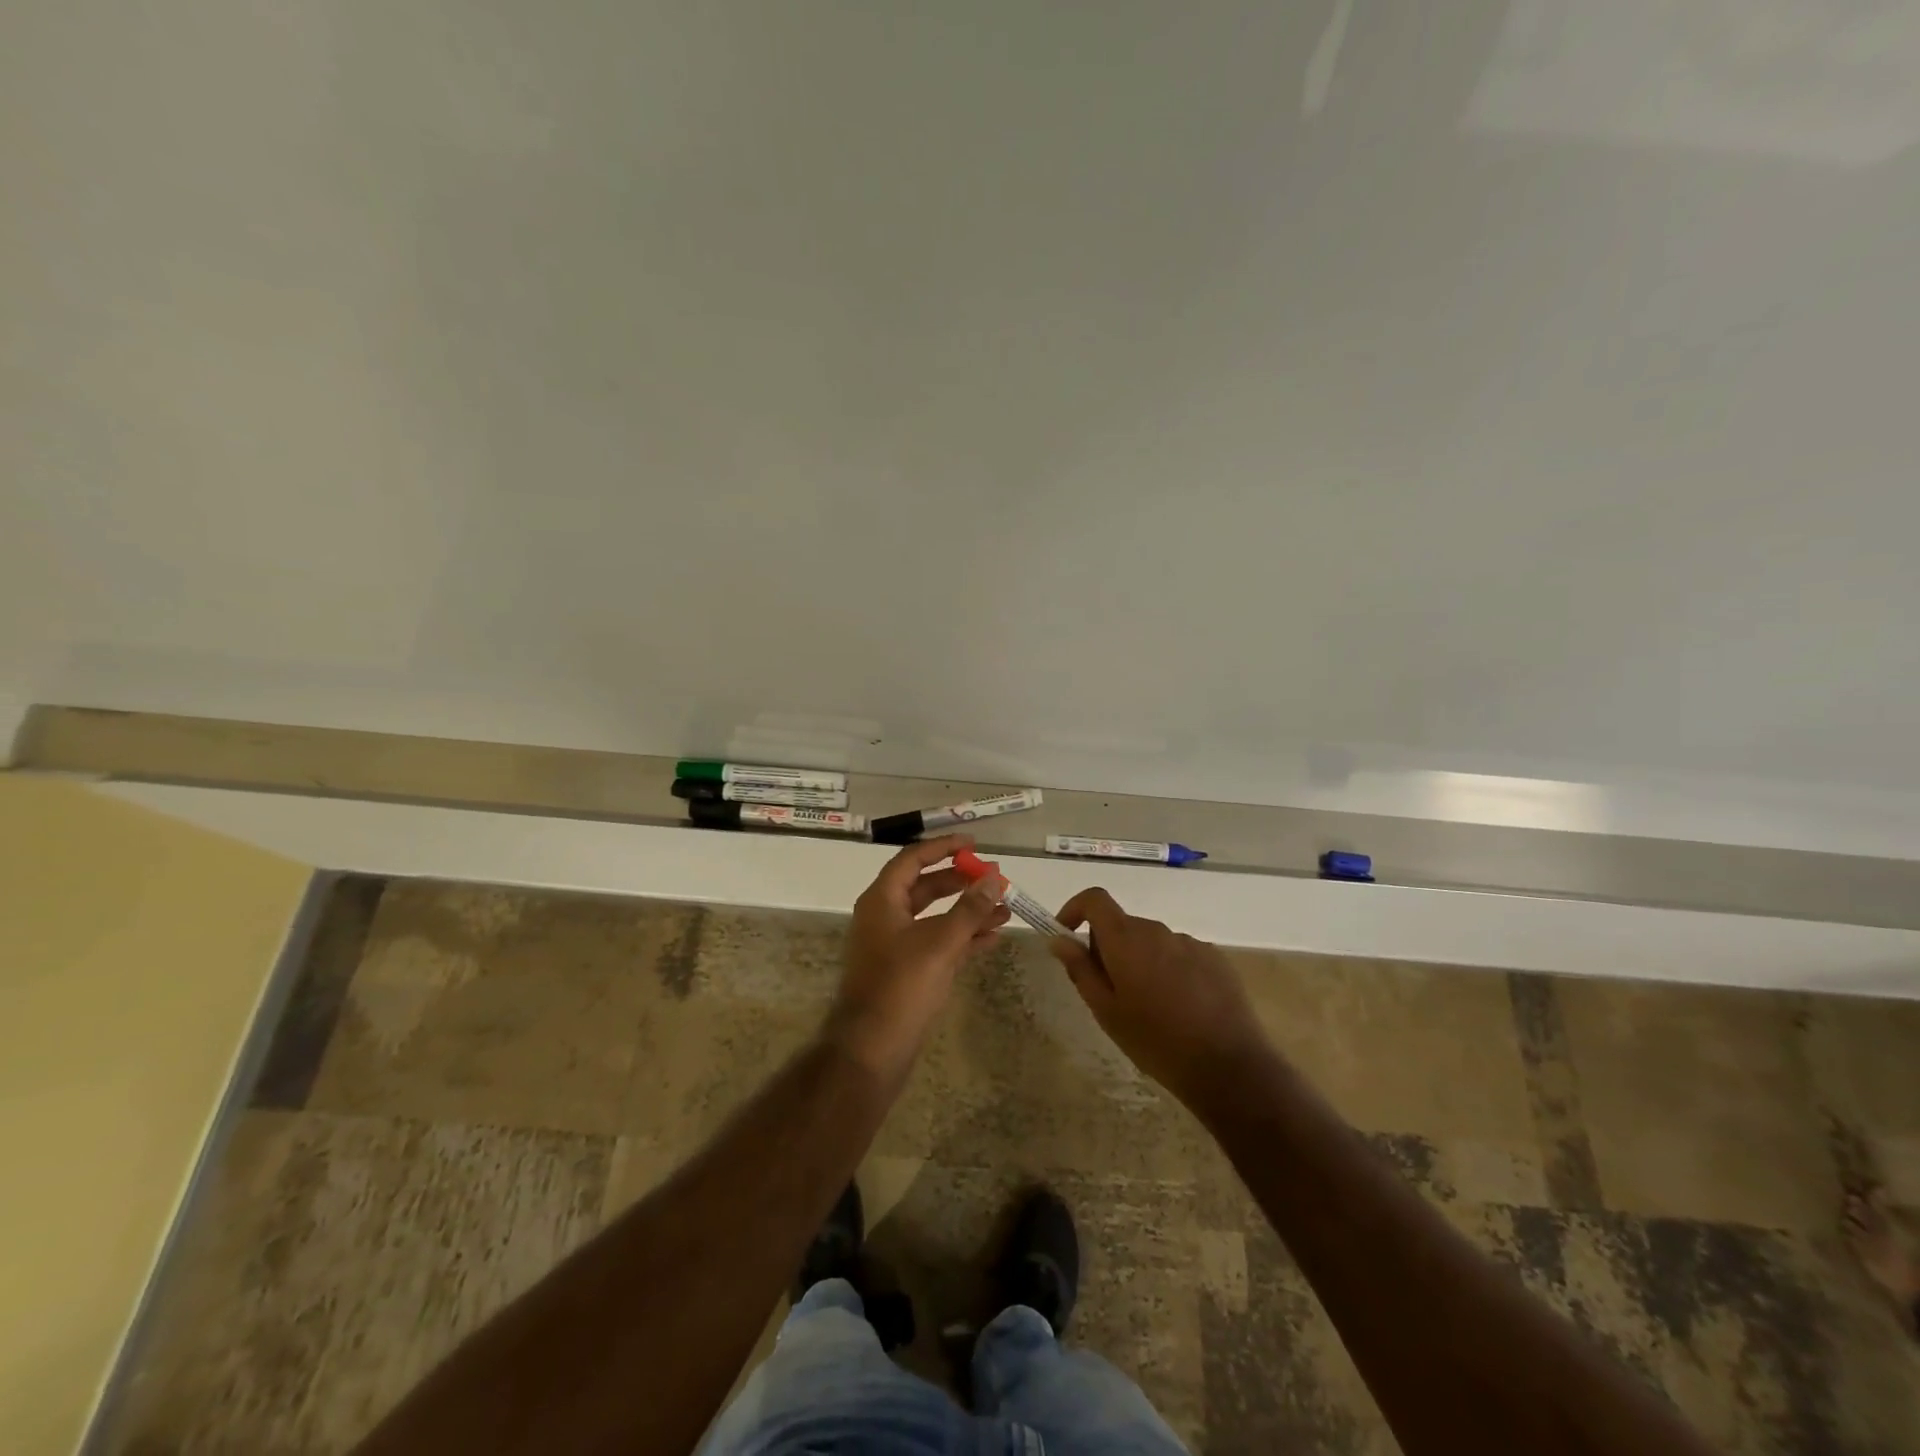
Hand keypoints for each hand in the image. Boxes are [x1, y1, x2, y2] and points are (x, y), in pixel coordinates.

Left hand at [827, 834, 1010, 1080]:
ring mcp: (895, 946)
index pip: (913, 859)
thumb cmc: (901, 986)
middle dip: (961, 882)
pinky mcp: (907, 971)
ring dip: (968, 912)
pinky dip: (963, 938)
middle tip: (995, 877)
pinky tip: (993, 938)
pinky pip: (938, 943)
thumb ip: (970, 909)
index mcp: (882, 900)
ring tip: (1006, 909)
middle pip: (926, 887)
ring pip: (935, 917)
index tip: (974, 844)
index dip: (943, 848)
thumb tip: (995, 878)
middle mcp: (886, 917)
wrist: (871, 1050)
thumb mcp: (940, 943)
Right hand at [1048, 888, 1274, 1113]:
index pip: (1095, 899)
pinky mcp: (1215, 958)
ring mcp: (1190, 943)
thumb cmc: (1155, 1041)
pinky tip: (1180, 1008)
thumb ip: (1080, 969)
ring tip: (1149, 1006)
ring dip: (1141, 961)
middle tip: (1109, 991)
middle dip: (1108, 948)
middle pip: (1123, 925)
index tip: (1067, 935)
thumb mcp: (1106, 1011)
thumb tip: (1059, 939)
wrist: (1228, 1066)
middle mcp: (1157, 930)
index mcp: (1126, 939)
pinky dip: (1169, 970)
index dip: (1076, 909)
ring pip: (1152, 942)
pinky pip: (1180, 954)